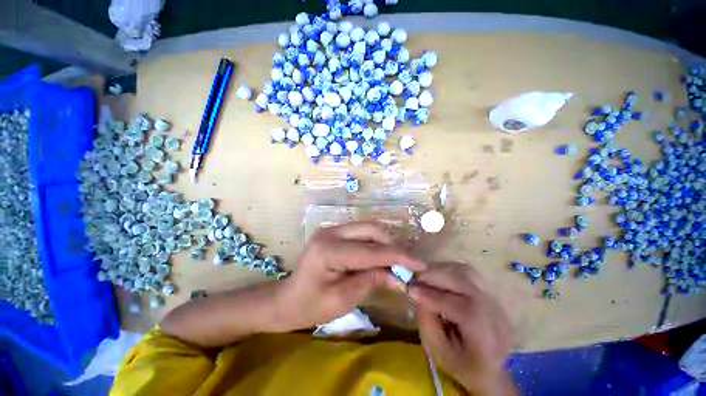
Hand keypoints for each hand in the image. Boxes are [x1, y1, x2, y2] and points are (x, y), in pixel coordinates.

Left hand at [275, 222, 425, 331]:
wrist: (287, 299)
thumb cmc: (311, 306)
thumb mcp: (344, 298)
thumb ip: (373, 281)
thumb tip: (401, 277)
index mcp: (329, 250)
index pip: (371, 250)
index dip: (398, 257)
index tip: (420, 264)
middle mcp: (332, 232)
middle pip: (372, 230)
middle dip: (394, 245)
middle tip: (410, 263)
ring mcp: (334, 229)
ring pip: (369, 228)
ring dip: (387, 242)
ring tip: (400, 260)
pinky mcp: (337, 233)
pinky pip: (363, 233)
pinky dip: (377, 243)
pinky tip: (385, 255)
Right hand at [408, 263, 514, 393]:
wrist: (490, 367)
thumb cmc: (461, 364)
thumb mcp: (438, 351)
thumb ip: (426, 322)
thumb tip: (416, 293)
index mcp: (488, 339)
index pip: (463, 310)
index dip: (434, 297)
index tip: (410, 289)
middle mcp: (497, 315)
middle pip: (466, 284)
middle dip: (436, 277)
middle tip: (415, 278)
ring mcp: (496, 300)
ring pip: (467, 272)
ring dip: (442, 271)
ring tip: (424, 276)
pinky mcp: (490, 291)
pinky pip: (467, 272)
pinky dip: (449, 270)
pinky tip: (437, 277)